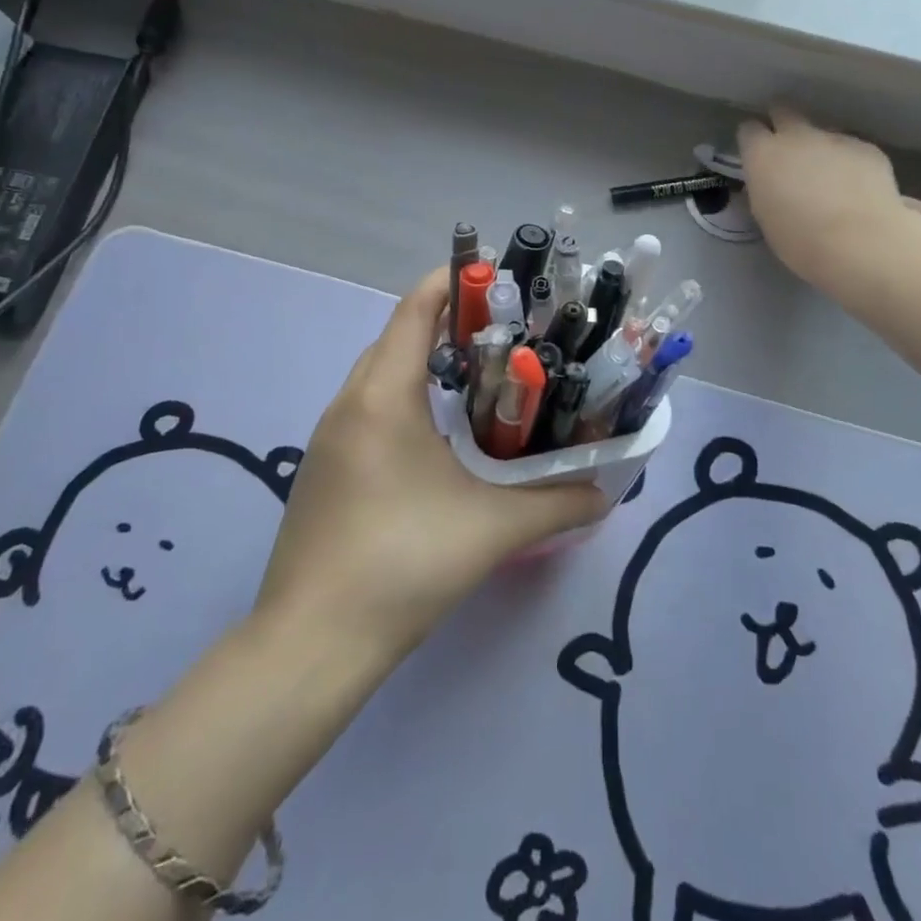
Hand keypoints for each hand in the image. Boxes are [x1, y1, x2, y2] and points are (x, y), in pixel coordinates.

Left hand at [254, 270, 606, 662]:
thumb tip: (607, 492)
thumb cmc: (403, 563)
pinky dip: (403, 400)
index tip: (495, 276)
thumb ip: (557, 504)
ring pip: (379, 376)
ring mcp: (329, 438)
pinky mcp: (323, 471)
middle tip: (502, 334)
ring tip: (477, 380)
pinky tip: (436, 439)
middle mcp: (349, 404)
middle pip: (396, 338)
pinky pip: (366, 410)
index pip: (413, 310)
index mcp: (383, 397)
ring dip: (422, 364)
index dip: (451, 282)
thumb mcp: (492, 529)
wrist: (312, 644)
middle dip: (446, 323)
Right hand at [737, 107, 920, 288]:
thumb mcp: (765, 216)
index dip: (752, 140)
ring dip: (820, 147)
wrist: (860, 241)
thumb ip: (765, 188)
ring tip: (829, 177)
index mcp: (762, 154)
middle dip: (782, 122)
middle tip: (787, 148)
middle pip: (784, 112)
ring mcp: (834, 138)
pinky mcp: (866, 148)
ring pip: (822, 132)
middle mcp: (796, 136)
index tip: (756, 154)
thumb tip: (771, 183)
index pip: (749, 130)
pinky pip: (852, 148)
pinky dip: (850, 162)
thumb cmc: (799, 240)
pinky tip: (857, 187)